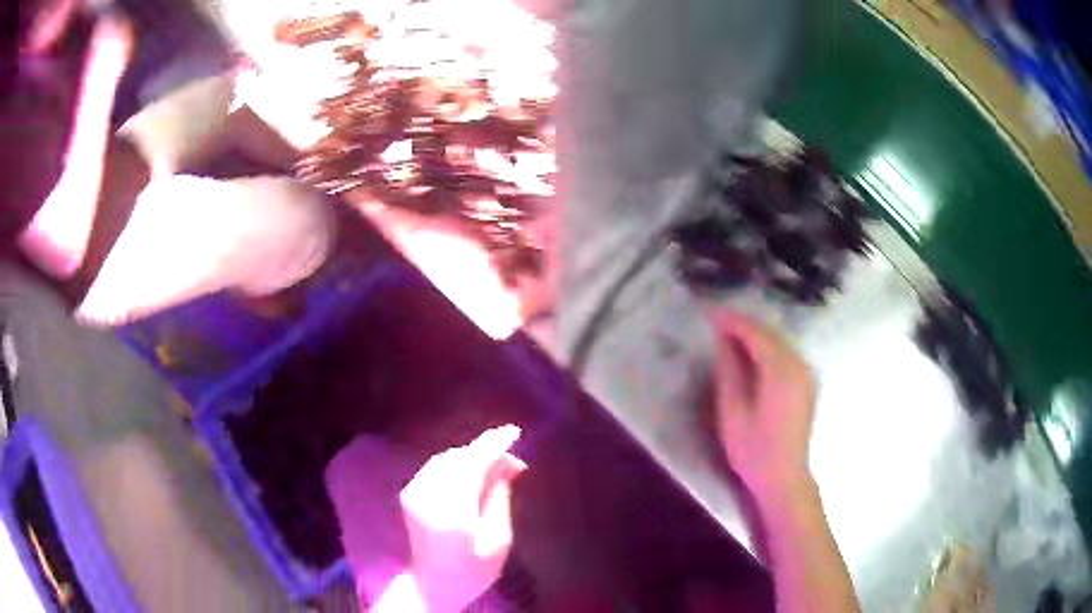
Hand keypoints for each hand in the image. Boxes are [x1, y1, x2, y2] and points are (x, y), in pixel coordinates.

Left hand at [399, 425, 526, 611]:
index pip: (473, 465)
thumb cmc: (473, 570)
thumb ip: (499, 497)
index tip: (514, 432)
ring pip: (446, 459)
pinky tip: (471, 474)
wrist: (432, 585)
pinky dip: (456, 464)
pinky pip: (436, 467)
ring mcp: (414, 492)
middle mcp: (428, 495)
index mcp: (452, 512)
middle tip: (512, 462)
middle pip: (459, 458)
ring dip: (470, 457)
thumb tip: (507, 462)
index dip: (493, 445)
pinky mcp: (409, 493)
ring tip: (494, 467)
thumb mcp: (497, 539)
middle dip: (485, 451)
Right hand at [708, 312, 815, 502]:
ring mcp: (806, 374)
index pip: (756, 334)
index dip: (733, 322)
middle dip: (744, 325)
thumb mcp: (733, 411)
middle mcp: (798, 365)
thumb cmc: (754, 450)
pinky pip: (786, 354)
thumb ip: (729, 370)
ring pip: (779, 342)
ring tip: (729, 335)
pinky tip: (751, 354)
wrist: (784, 477)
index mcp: (781, 371)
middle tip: (716, 322)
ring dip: (755, 335)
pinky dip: (767, 348)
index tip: (709, 314)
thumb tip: (723, 339)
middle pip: (770, 334)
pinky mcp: (806, 383)